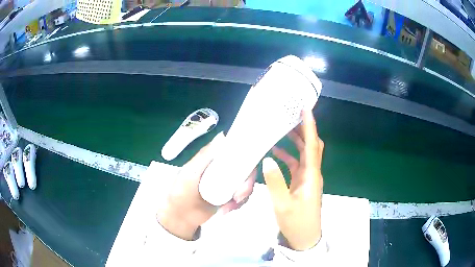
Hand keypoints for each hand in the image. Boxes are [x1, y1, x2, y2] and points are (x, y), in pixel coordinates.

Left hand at [157, 132, 255, 239]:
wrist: (180, 217)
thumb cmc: (181, 191)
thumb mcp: (190, 171)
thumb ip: (205, 156)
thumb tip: (223, 135)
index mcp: (214, 159)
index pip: (237, 150)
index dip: (247, 155)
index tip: (248, 167)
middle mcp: (224, 168)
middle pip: (246, 169)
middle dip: (246, 183)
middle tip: (238, 196)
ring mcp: (228, 183)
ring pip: (246, 184)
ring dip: (242, 196)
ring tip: (228, 207)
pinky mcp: (230, 197)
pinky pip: (243, 197)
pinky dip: (237, 204)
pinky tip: (226, 210)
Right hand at [263, 109, 323, 250]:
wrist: (304, 239)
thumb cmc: (296, 223)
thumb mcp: (283, 205)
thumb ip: (275, 182)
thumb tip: (267, 159)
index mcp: (311, 176)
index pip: (312, 145)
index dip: (310, 126)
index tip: (306, 108)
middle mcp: (312, 173)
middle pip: (312, 145)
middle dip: (304, 129)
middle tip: (291, 115)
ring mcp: (308, 178)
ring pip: (304, 154)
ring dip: (296, 141)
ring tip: (283, 128)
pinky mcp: (302, 184)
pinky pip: (296, 165)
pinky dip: (288, 156)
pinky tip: (276, 152)